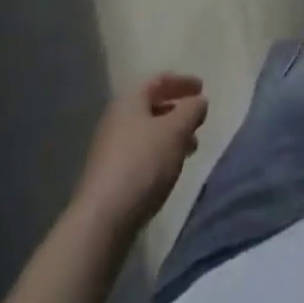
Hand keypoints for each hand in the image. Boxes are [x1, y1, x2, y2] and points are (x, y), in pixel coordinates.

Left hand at [76, 73, 208, 230]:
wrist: (101, 222)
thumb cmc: (143, 164)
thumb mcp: (177, 130)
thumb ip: (192, 110)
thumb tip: (198, 102)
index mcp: (130, 101)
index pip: (159, 80)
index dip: (182, 81)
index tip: (202, 88)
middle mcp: (116, 121)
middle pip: (152, 107)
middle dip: (178, 112)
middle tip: (198, 120)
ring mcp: (109, 151)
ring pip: (147, 134)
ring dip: (170, 136)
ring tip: (190, 148)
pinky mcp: (109, 179)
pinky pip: (140, 156)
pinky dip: (159, 155)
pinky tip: (169, 171)